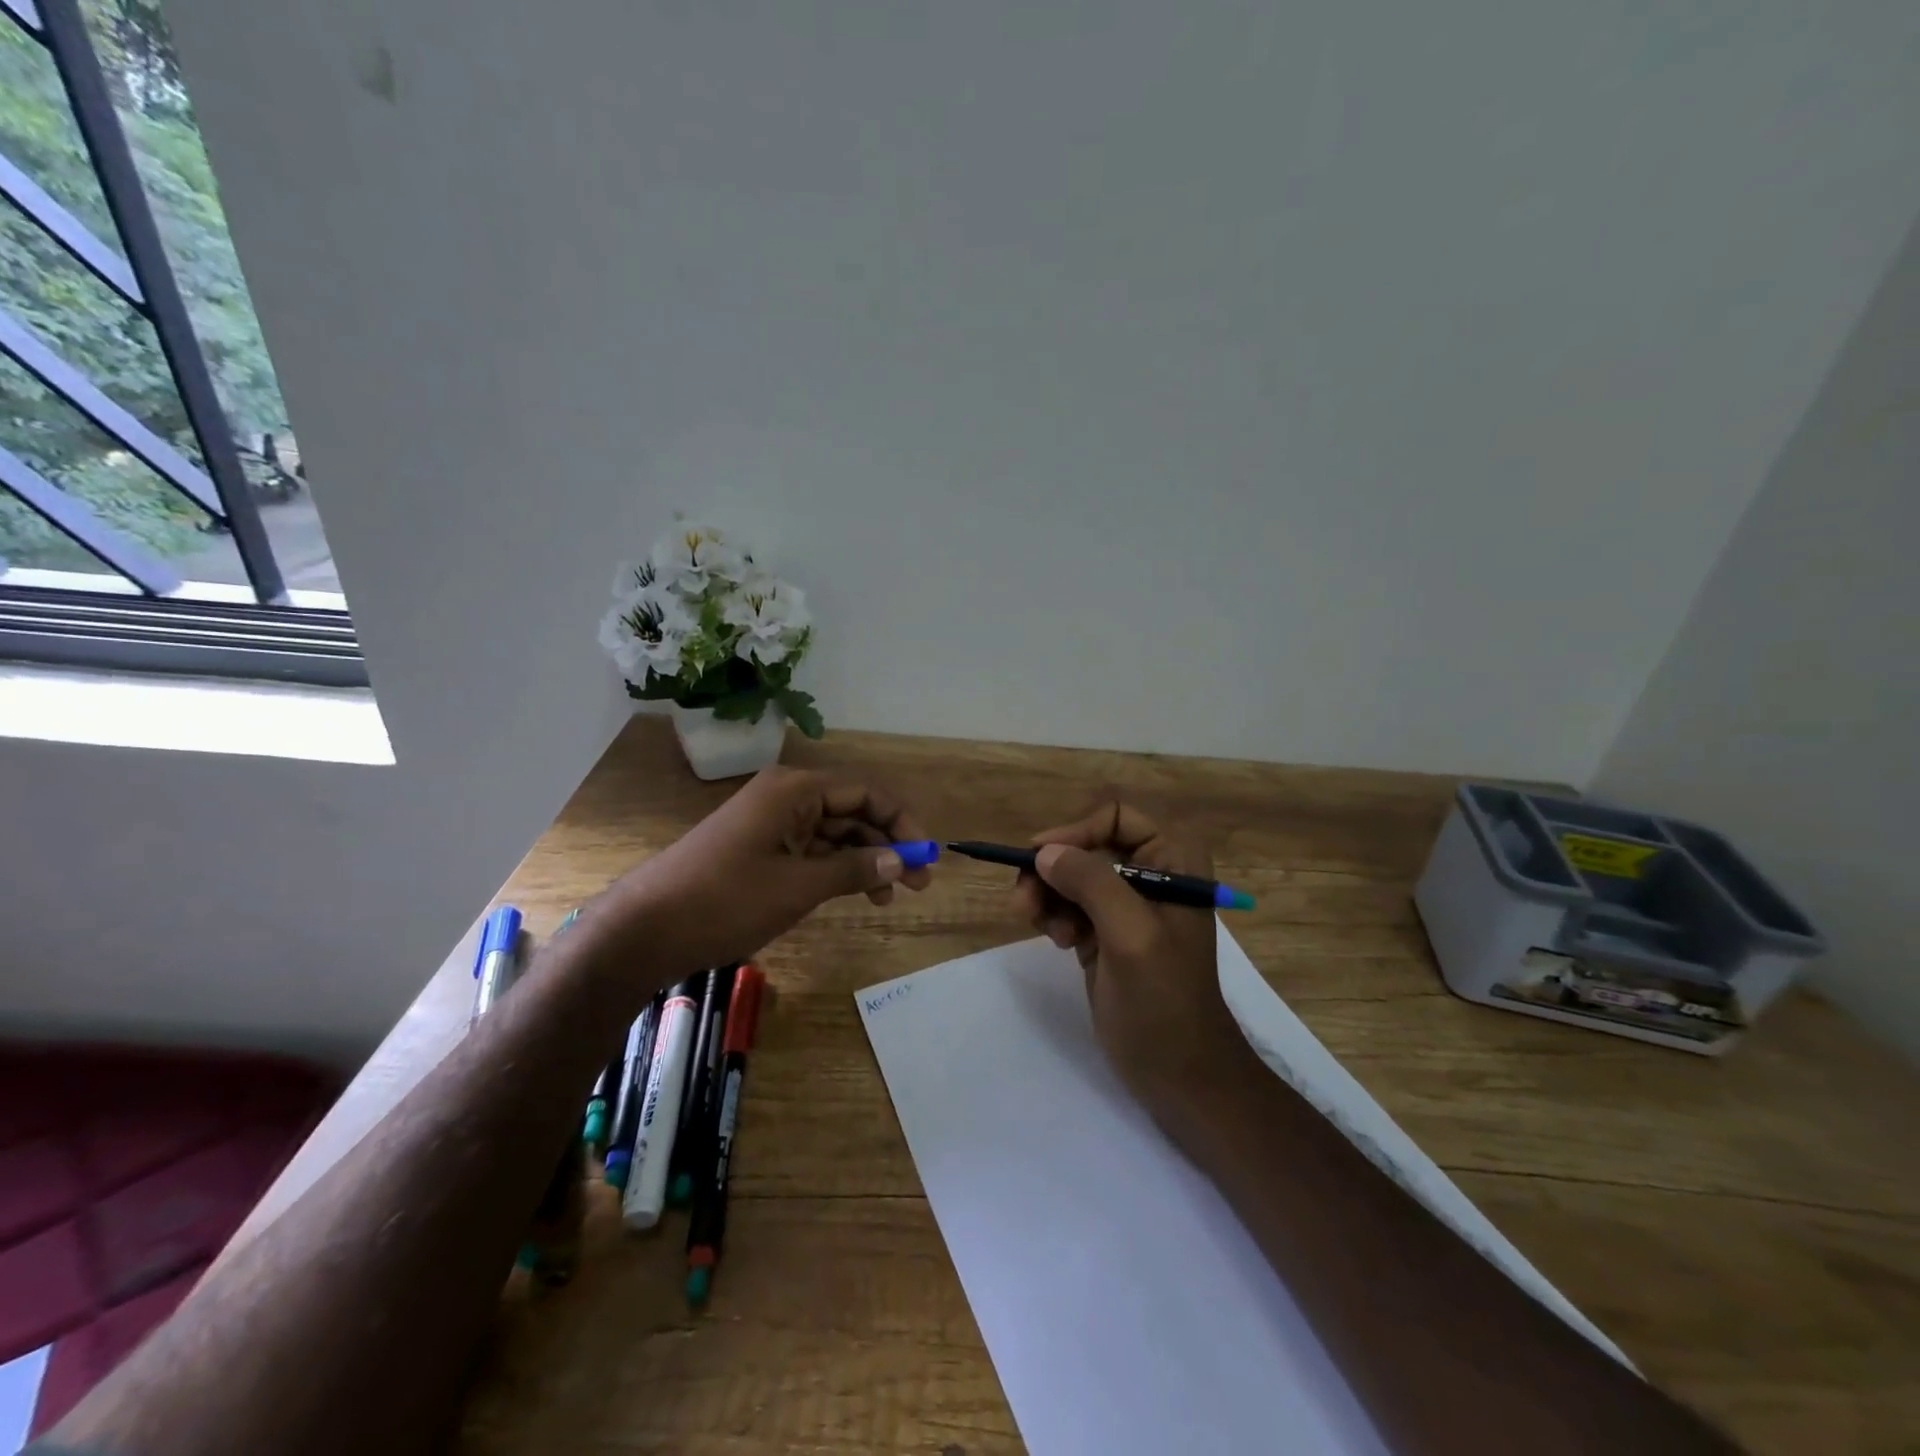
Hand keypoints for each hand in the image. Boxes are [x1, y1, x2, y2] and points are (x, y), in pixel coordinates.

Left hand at [604, 765, 932, 973]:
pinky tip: (851, 894)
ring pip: (832, 834)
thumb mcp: (799, 886)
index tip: (926, 856)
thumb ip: (853, 869)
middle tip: (916, 885)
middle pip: (851, 812)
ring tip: (886, 899)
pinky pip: (808, 851)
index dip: (901, 822)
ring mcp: (769, 824)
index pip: (865, 793)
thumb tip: (900, 860)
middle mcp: (785, 797)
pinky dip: (834, 870)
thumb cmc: (726, 899)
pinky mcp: (757, 849)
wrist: (645, 929)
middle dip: (885, 845)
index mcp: (795, 790)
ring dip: (862, 861)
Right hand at [1012, 802, 1252, 1115]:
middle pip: (1086, 844)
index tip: (1040, 860)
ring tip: (1039, 925)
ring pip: (1071, 874)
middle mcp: (1152, 872)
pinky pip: (1068, 903)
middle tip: (1023, 901)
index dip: (1075, 830)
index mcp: (1175, 860)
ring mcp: (1126, 905)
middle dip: (1053, 868)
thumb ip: (1092, 883)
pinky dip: (1053, 914)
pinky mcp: (1105, 932)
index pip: (1116, 816)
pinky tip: (1057, 939)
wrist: (1180, 1075)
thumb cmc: (1166, 1002)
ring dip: (1047, 893)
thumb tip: (1044, 851)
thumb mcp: (1132, 936)